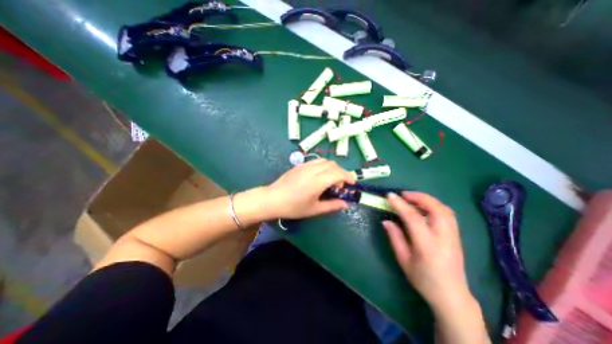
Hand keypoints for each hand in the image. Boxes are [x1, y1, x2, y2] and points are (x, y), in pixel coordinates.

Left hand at [265, 159, 356, 217]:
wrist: (273, 199)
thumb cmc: (293, 207)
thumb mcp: (314, 209)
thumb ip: (332, 205)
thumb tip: (345, 204)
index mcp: (317, 181)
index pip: (338, 173)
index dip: (348, 177)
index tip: (352, 184)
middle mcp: (313, 170)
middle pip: (333, 165)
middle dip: (341, 173)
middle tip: (339, 186)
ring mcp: (305, 166)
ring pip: (325, 161)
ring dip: (333, 168)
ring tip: (330, 180)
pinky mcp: (300, 165)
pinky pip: (316, 161)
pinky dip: (324, 166)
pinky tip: (319, 176)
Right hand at [381, 192, 471, 309]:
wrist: (452, 296)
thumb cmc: (423, 279)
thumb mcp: (403, 260)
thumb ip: (395, 238)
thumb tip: (386, 220)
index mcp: (427, 245)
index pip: (413, 218)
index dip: (400, 204)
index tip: (389, 195)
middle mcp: (444, 237)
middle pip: (436, 209)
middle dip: (418, 197)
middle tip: (403, 194)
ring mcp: (454, 236)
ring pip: (444, 209)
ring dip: (427, 199)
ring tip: (412, 198)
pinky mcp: (457, 235)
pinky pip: (447, 213)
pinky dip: (434, 205)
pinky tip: (424, 207)